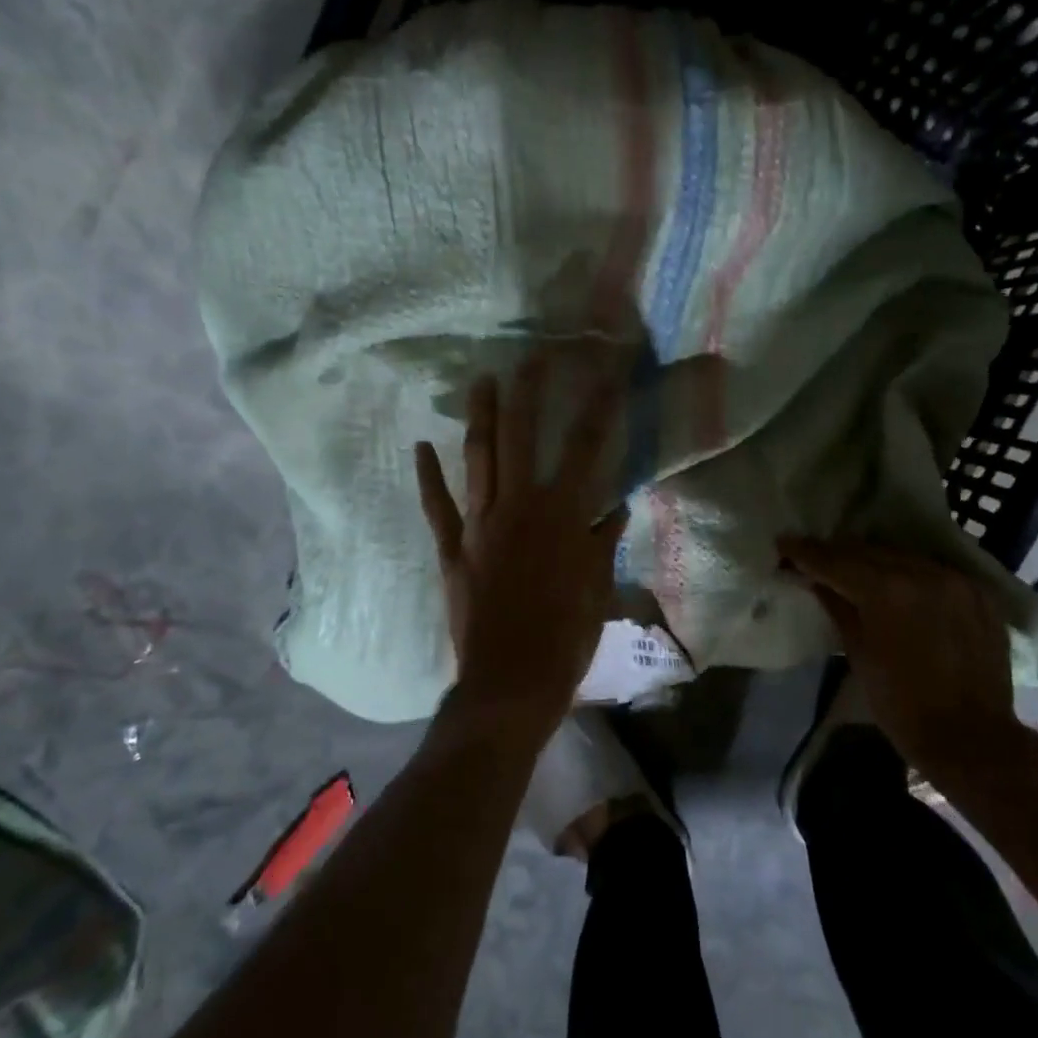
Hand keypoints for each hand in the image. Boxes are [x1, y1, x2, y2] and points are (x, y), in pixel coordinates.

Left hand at [415, 359, 627, 725]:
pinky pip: (438, 507)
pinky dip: (429, 477)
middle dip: (527, 392)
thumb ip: (602, 544)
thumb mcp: (596, 590)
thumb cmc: (565, 638)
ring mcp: (480, 525)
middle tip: (531, 356)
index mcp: (563, 516)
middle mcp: (519, 508)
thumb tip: (615, 509)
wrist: (511, 681)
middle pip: (521, 436)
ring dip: (480, 417)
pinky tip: (421, 447)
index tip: (606, 372)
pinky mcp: (453, 549)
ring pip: (479, 458)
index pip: (585, 447)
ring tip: (481, 381)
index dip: (598, 406)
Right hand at [779, 538, 1032, 780]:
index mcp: (888, 591)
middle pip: (870, 552)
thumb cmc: (901, 704)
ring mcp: (956, 581)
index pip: (837, 562)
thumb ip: (838, 608)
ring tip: (852, 566)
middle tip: (813, 555)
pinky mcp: (979, 594)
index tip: (784, 542)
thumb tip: (817, 581)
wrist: (970, 737)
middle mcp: (923, 573)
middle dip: (838, 553)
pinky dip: (910, 573)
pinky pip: (934, 571)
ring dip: (875, 560)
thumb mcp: (859, 654)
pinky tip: (897, 583)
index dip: (807, 552)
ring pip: (903, 557)